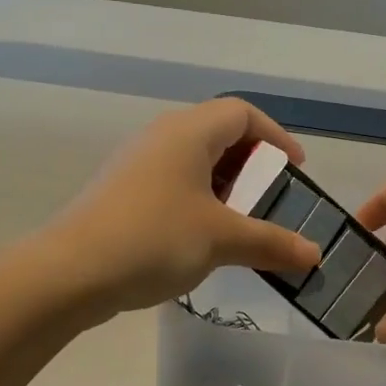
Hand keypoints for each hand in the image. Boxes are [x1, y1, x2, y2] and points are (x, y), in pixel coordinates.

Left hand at [49, 99, 322, 317]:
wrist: (70, 272)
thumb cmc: (154, 239)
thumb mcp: (221, 240)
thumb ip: (271, 243)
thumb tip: (315, 256)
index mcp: (188, 132)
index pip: (242, 113)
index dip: (275, 136)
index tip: (295, 169)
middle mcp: (161, 137)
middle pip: (217, 134)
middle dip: (251, 165)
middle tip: (271, 198)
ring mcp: (136, 165)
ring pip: (192, 162)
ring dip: (224, 187)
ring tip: (241, 223)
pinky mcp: (121, 193)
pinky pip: (171, 184)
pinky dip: (197, 202)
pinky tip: (202, 239)